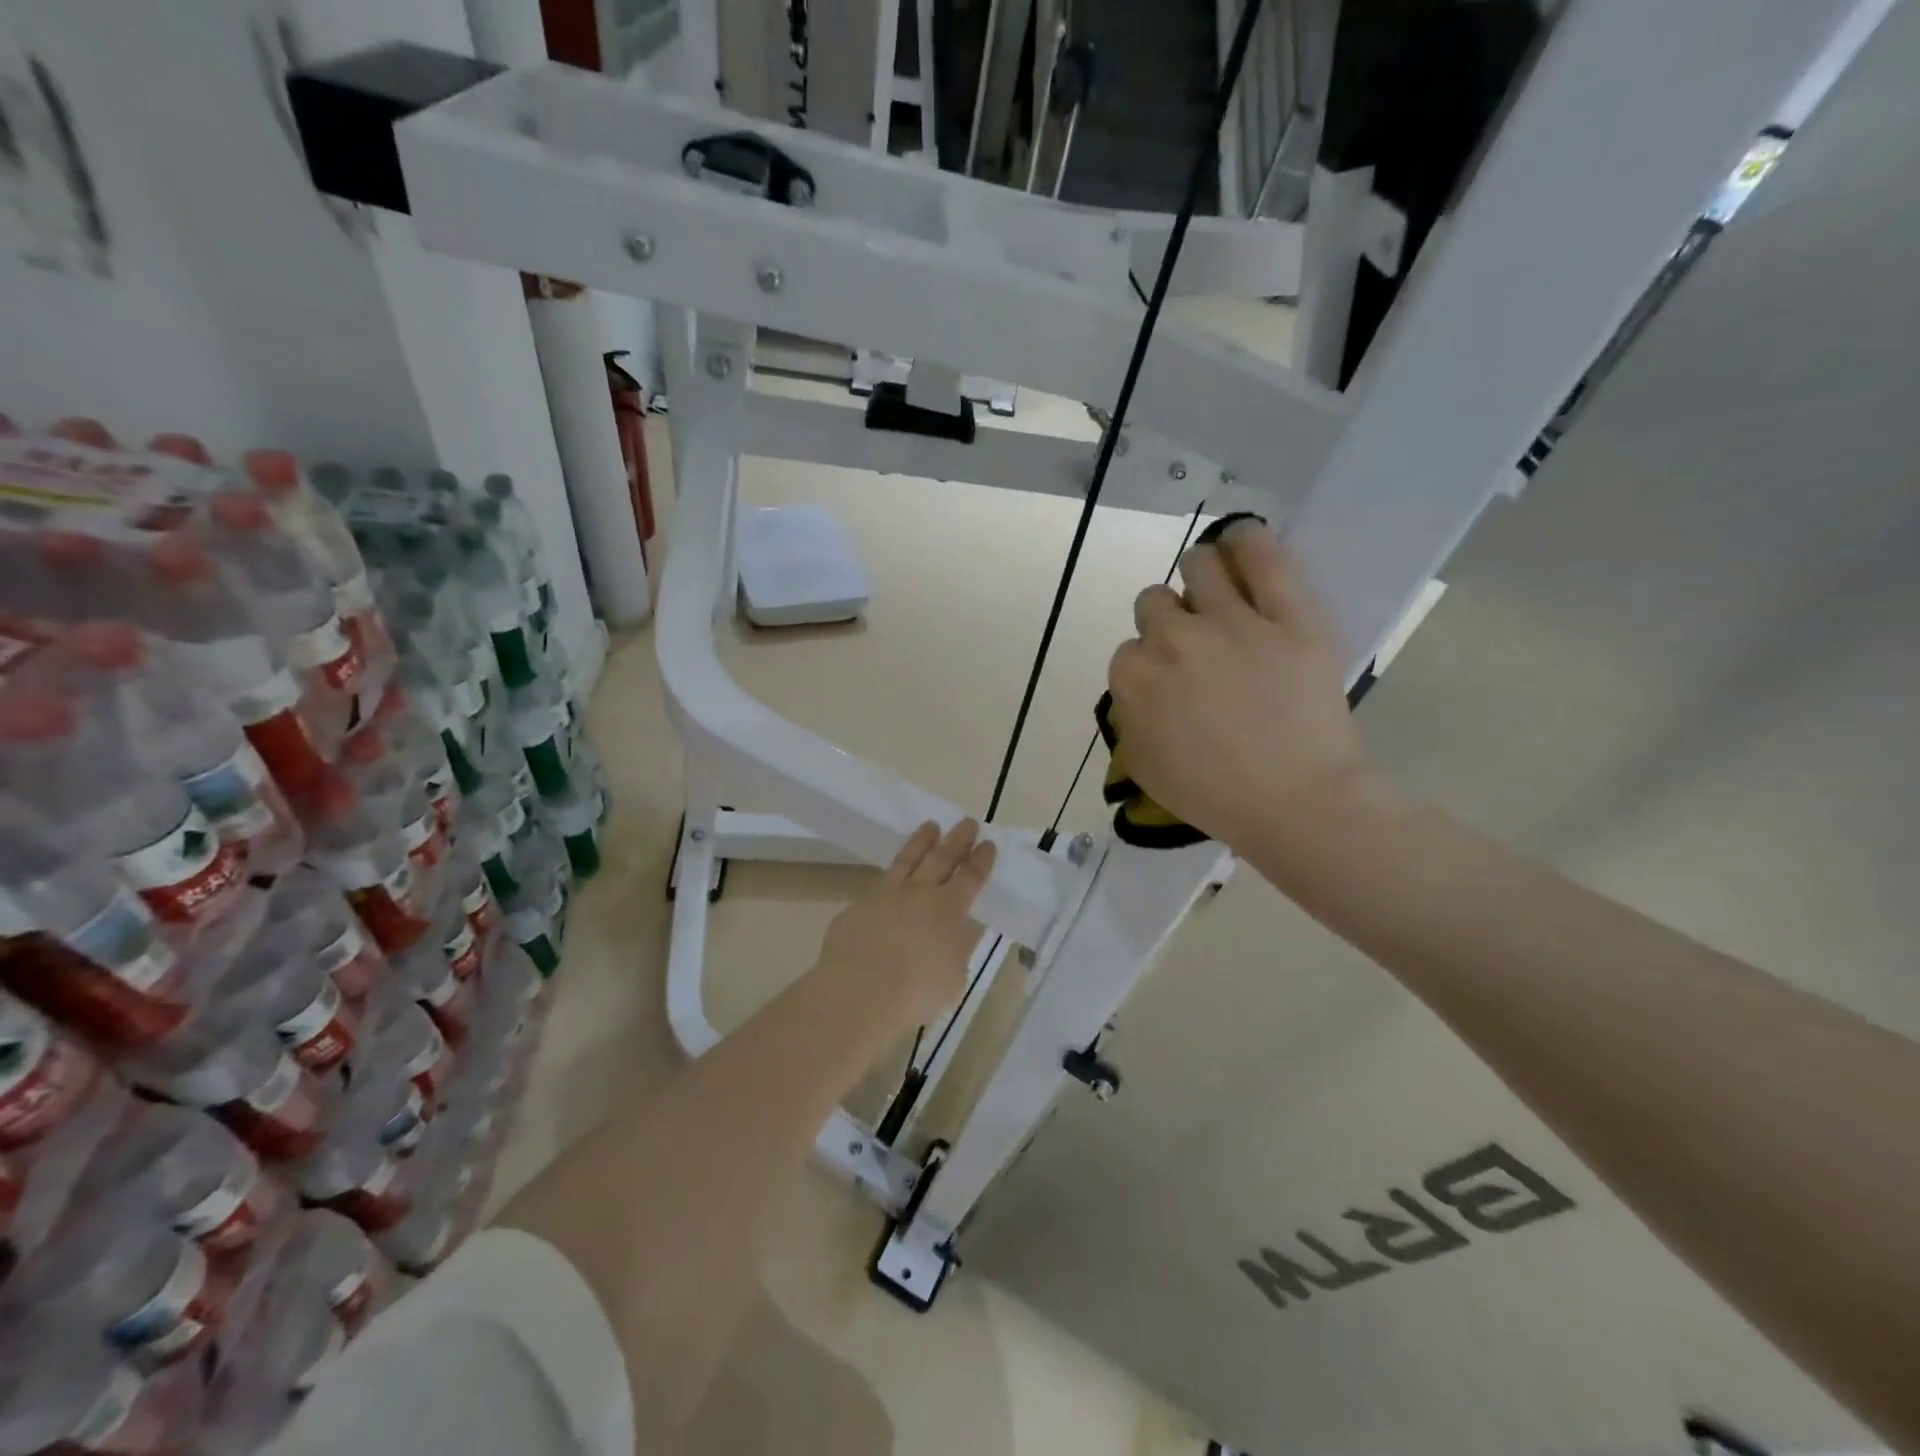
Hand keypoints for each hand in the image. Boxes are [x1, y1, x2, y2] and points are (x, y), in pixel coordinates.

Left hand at [817, 819, 994, 1027]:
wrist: (859, 991)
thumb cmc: (917, 992)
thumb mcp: (952, 977)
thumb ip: (953, 951)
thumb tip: (949, 939)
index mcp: (948, 909)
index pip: (970, 877)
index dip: (981, 860)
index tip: (988, 843)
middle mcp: (918, 893)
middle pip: (942, 858)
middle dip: (958, 839)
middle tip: (967, 822)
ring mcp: (884, 895)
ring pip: (907, 860)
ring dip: (921, 841)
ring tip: (930, 826)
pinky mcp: (857, 907)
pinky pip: (877, 885)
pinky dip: (889, 878)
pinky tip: (889, 880)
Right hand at [1107, 520, 1379, 851]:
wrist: (1298, 802)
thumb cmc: (1216, 797)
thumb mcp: (1146, 769)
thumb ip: (1130, 720)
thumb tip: (1138, 691)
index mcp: (1136, 679)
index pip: (1127, 650)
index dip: (1148, 665)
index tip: (1169, 684)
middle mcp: (1173, 639)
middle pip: (1154, 601)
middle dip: (1168, 621)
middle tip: (1195, 648)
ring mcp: (1231, 622)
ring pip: (1198, 565)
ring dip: (1200, 578)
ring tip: (1218, 595)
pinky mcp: (1287, 615)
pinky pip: (1263, 556)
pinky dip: (1247, 541)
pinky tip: (1242, 541)